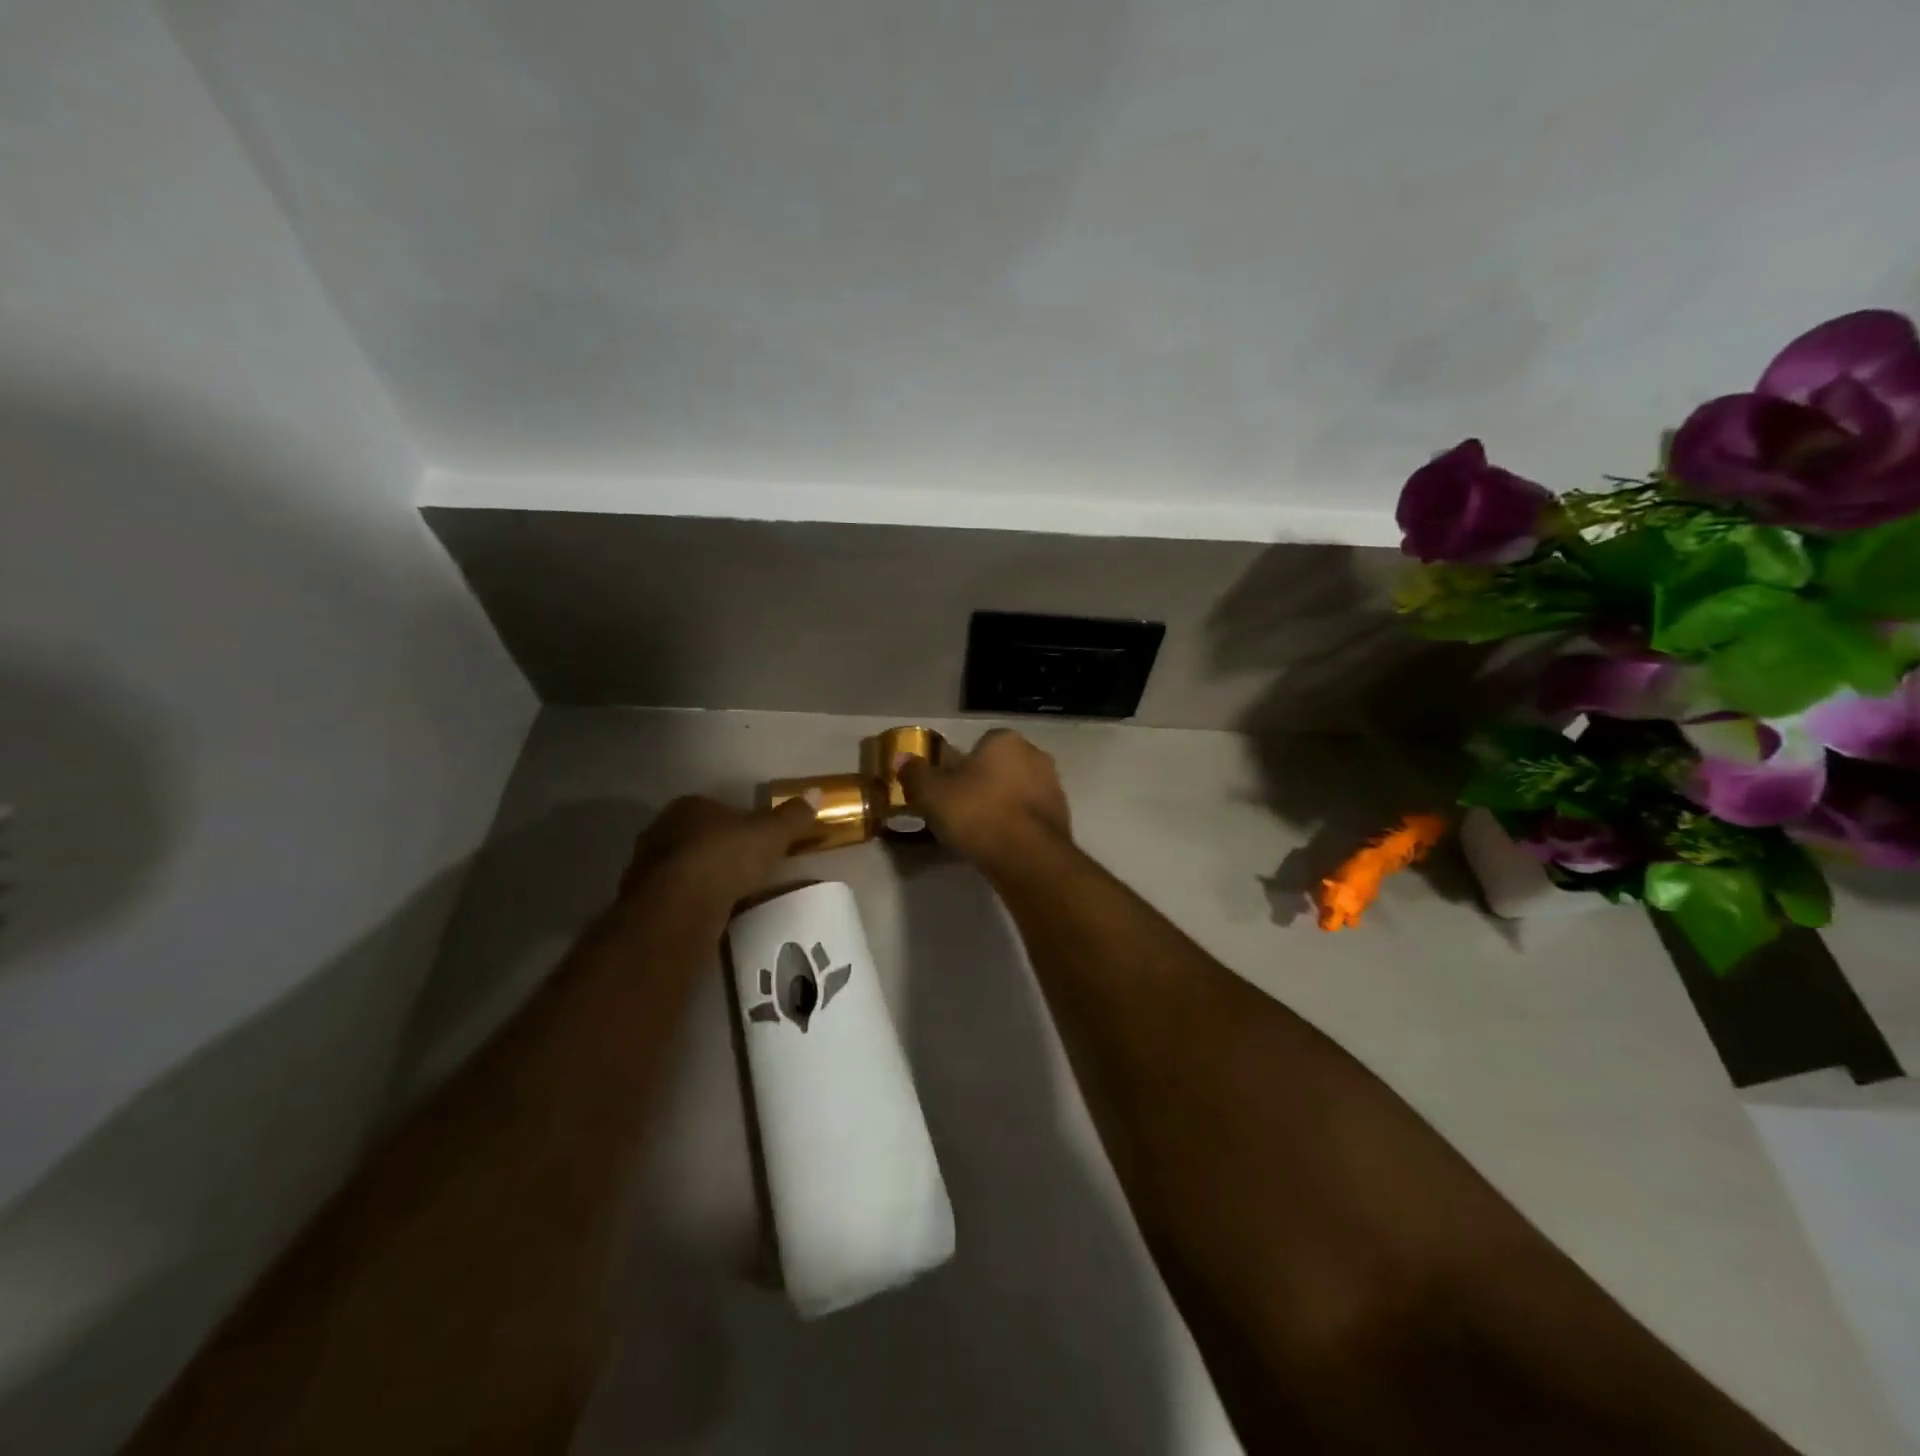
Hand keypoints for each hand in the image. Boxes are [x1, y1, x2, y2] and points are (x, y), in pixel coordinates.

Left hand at [619, 795, 815, 915]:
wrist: (677, 906)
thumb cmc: (725, 858)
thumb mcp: (770, 835)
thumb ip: (792, 816)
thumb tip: (816, 792)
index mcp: (690, 806)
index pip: (718, 808)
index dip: (741, 824)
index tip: (759, 842)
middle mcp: (661, 829)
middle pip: (699, 837)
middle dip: (720, 850)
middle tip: (747, 869)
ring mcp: (647, 866)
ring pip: (685, 867)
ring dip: (704, 878)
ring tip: (732, 896)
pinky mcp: (642, 900)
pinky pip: (676, 896)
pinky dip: (692, 903)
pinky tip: (711, 915)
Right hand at [899, 729, 1070, 863]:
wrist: (1027, 856)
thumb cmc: (976, 814)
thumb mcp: (932, 794)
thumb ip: (915, 774)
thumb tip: (902, 759)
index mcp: (1004, 740)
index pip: (979, 744)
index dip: (961, 766)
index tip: (948, 790)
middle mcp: (1035, 754)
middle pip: (1001, 766)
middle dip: (984, 784)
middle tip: (962, 810)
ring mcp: (1053, 785)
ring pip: (1018, 790)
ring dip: (1003, 804)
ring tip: (981, 832)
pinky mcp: (1063, 816)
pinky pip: (1031, 815)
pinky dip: (1018, 825)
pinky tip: (1002, 844)